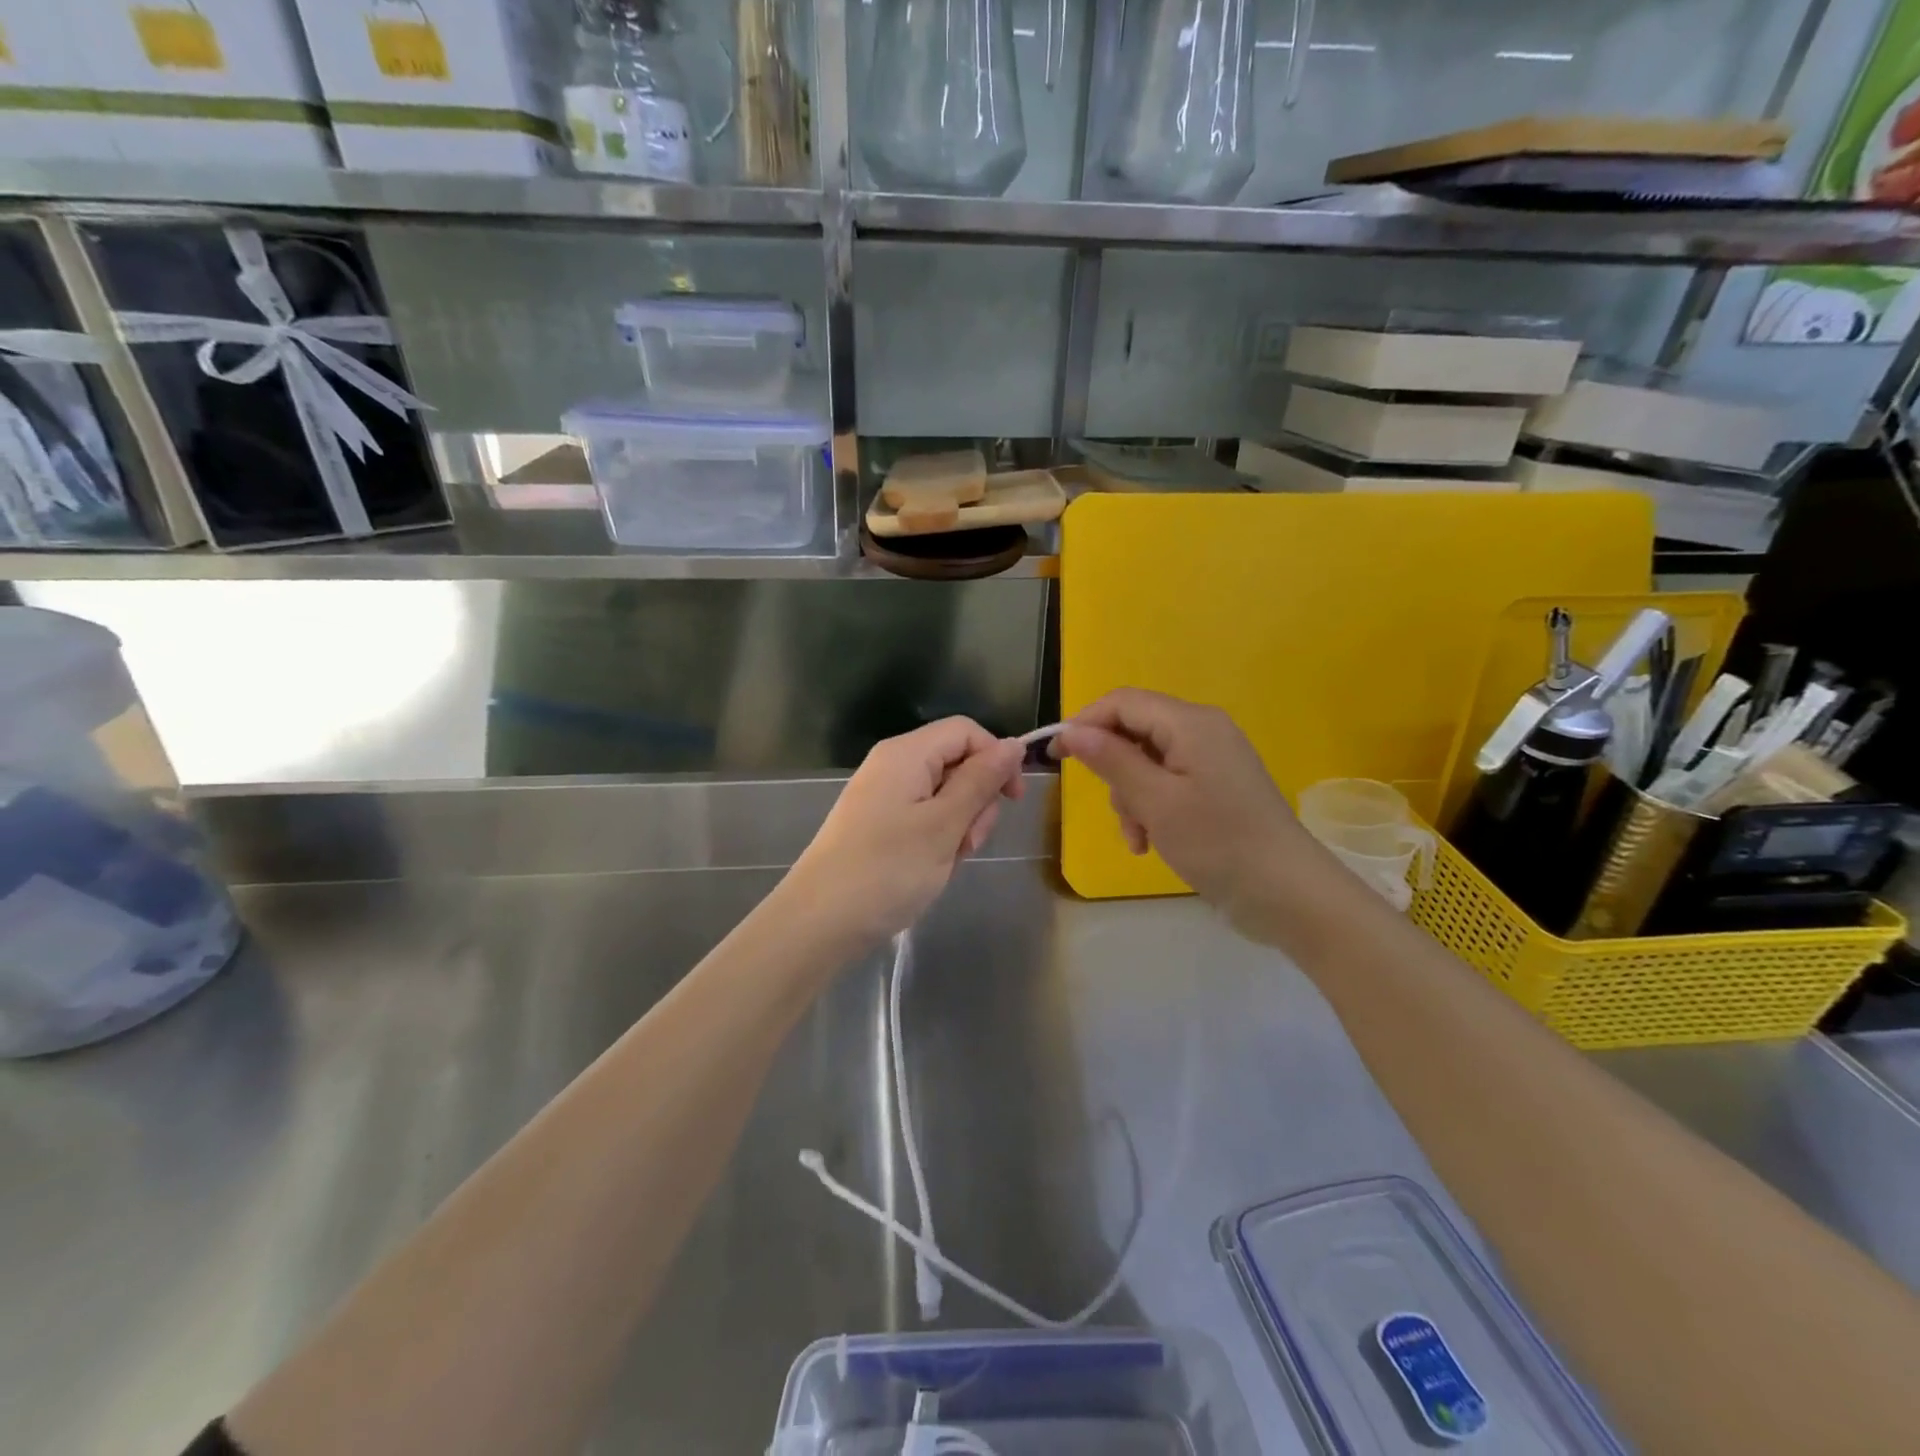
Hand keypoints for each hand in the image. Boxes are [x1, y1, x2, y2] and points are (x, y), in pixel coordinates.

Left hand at [785, 717, 1024, 949]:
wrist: (819, 922)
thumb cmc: (887, 870)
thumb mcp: (944, 825)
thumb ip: (980, 781)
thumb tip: (1013, 744)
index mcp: (906, 753)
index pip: (966, 731)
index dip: (996, 758)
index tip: (1012, 801)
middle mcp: (893, 765)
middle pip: (956, 762)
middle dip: (976, 800)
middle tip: (967, 843)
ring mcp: (883, 795)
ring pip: (944, 794)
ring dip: (959, 825)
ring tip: (946, 860)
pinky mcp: (878, 823)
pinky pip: (923, 816)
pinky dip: (937, 838)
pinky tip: (930, 868)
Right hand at [1053, 689, 1306, 923]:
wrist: (1288, 894)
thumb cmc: (1218, 843)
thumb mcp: (1156, 802)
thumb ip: (1112, 760)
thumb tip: (1073, 731)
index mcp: (1191, 723)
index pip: (1123, 702)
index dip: (1084, 723)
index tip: (1056, 758)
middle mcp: (1203, 731)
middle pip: (1134, 731)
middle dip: (1113, 770)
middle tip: (1113, 809)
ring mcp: (1213, 760)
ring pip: (1147, 762)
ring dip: (1131, 798)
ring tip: (1138, 838)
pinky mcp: (1217, 787)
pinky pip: (1168, 783)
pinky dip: (1151, 808)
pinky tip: (1150, 842)